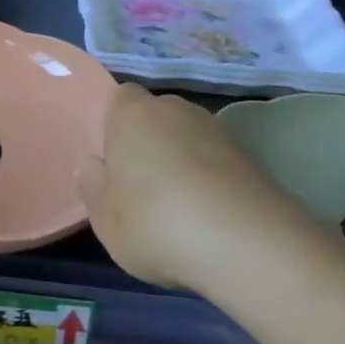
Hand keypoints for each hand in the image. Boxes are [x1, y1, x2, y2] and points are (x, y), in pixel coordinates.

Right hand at [75, 84, 316, 291]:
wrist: (249, 245)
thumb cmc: (156, 222)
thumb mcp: (104, 216)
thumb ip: (92, 185)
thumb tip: (93, 165)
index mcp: (132, 113)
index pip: (120, 98)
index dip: (114, 124)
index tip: (112, 159)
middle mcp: (175, 110)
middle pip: (155, 117)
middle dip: (149, 142)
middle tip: (140, 185)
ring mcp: (218, 131)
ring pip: (188, 139)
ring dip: (182, 162)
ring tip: (178, 207)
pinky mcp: (252, 159)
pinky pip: (217, 163)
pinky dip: (211, 181)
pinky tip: (209, 217)